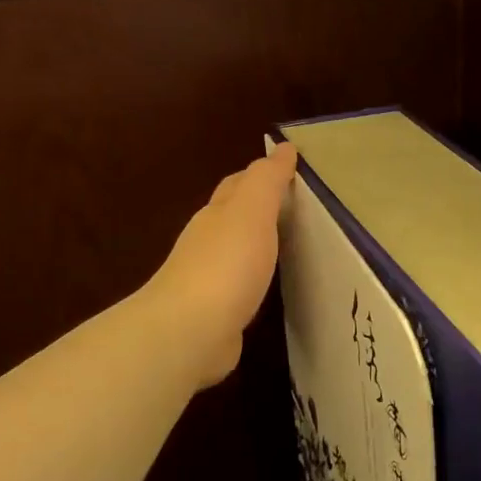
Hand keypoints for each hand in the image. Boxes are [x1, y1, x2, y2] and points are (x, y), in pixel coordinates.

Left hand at [143, 142, 297, 389]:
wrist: (189, 332)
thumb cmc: (225, 265)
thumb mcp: (252, 212)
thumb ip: (267, 181)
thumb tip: (283, 148)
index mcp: (218, 214)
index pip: (240, 184)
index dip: (263, 174)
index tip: (290, 169)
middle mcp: (208, 242)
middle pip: (233, 215)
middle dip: (256, 205)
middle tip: (291, 203)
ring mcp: (208, 279)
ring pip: (235, 251)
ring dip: (255, 242)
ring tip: (285, 241)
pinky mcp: (215, 313)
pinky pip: (240, 285)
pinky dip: (254, 277)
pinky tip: (266, 285)